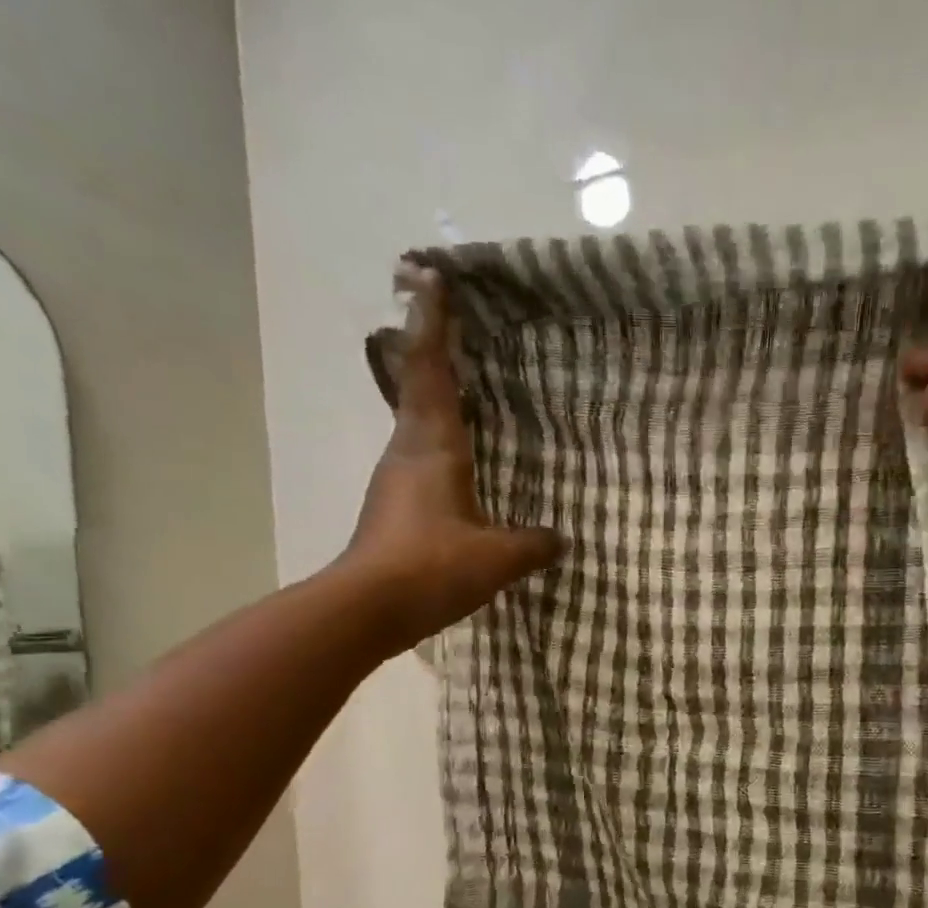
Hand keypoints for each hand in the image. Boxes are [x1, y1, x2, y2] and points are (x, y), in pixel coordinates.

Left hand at [345, 267, 561, 646]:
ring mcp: (396, 481)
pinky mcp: (394, 509)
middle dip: (431, 350)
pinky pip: (419, 459)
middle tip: (450, 322)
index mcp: (433, 447)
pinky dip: (438, 443)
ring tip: (464, 389)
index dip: (432, 325)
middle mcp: (408, 452)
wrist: (367, 609)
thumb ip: (532, 545)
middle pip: (417, 387)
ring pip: (416, 424)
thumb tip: (560, 539)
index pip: (431, 372)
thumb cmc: (430, 569)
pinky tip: (459, 462)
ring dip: (433, 397)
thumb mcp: (495, 559)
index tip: (429, 278)